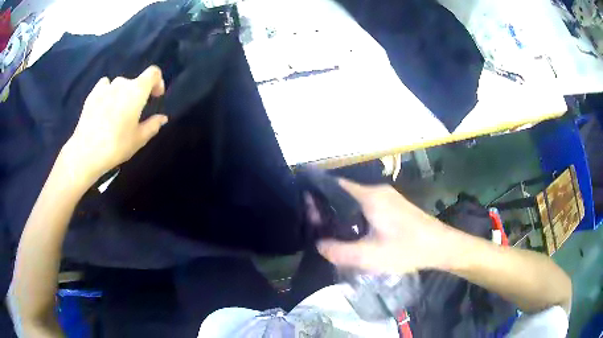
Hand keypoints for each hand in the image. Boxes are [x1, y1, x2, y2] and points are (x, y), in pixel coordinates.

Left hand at [60, 65, 167, 186]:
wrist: (86, 152)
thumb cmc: (116, 145)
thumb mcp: (139, 139)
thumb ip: (153, 125)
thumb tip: (163, 118)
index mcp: (137, 91)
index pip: (153, 73)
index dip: (158, 81)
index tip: (156, 96)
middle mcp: (122, 83)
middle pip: (135, 81)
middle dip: (138, 93)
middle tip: (134, 113)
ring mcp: (105, 87)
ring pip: (119, 84)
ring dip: (122, 93)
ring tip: (117, 112)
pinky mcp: (92, 94)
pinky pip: (104, 86)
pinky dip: (107, 92)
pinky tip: (104, 106)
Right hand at [317, 179, 455, 273]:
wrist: (440, 246)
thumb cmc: (406, 248)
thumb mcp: (370, 256)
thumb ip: (340, 252)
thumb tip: (319, 244)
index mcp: (369, 196)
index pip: (335, 185)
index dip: (317, 194)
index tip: (305, 208)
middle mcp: (377, 190)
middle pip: (344, 192)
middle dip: (328, 206)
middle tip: (315, 224)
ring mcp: (388, 196)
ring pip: (356, 199)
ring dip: (342, 211)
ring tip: (329, 229)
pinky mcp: (395, 205)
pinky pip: (367, 205)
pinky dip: (355, 214)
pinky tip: (353, 231)